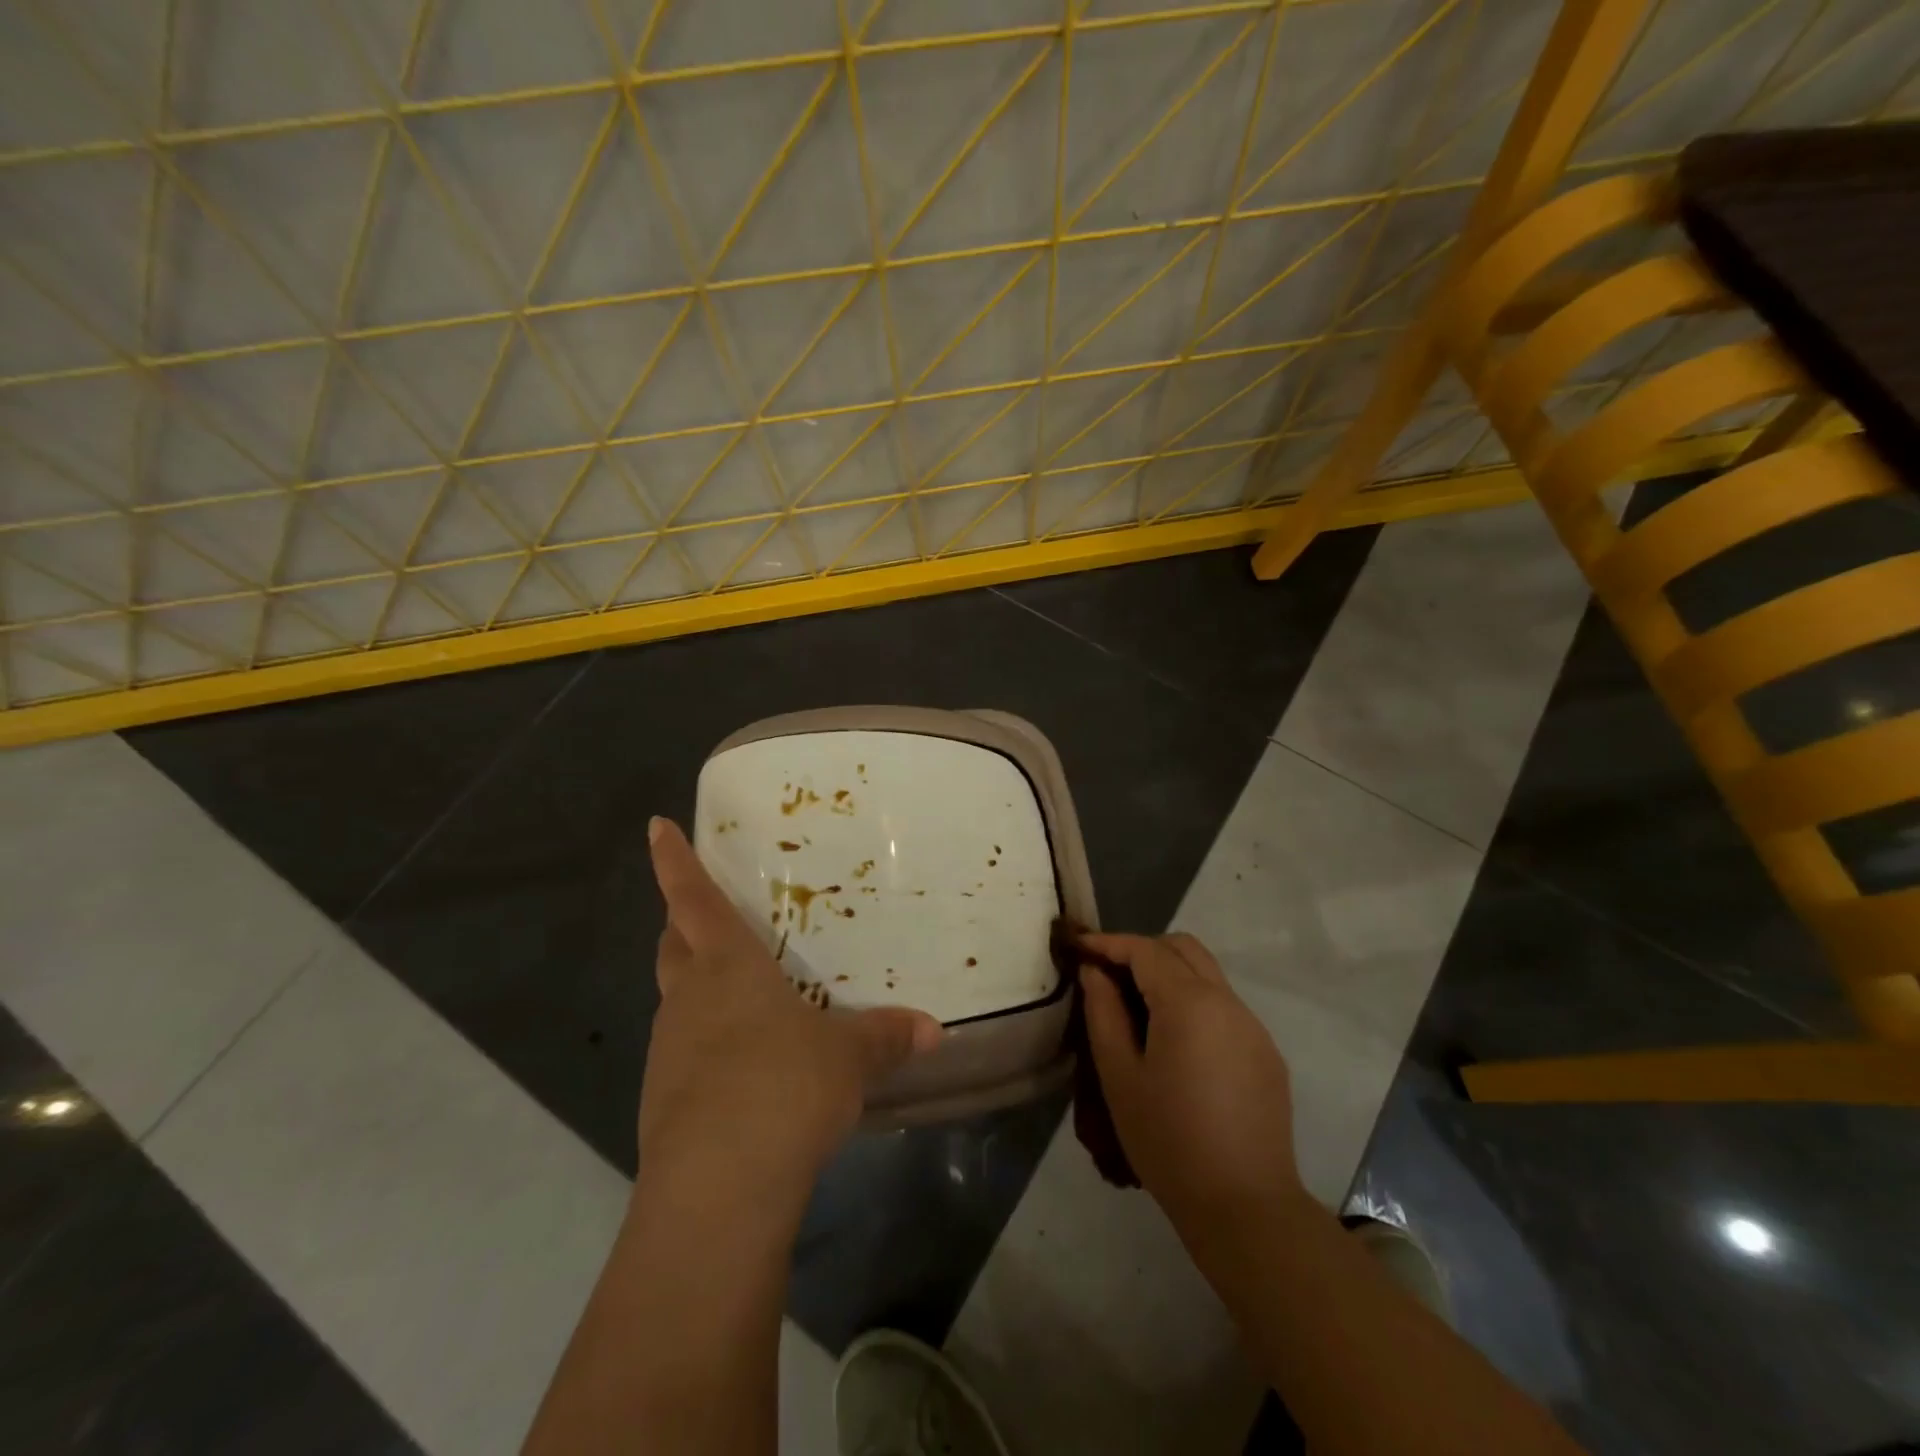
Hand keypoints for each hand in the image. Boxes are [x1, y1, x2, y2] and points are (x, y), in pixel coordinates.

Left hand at [638, 817, 941, 1207]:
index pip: (693, 899)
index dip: (673, 861)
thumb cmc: (784, 1087)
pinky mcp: (661, 1101)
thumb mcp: (849, 1057)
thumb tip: (933, 1030)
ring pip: (676, 1000)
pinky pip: (682, 1053)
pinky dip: (704, 1045)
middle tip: (705, 917)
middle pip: (673, 946)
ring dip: (695, 988)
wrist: (718, 1187)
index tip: (656, 827)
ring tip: (737, 996)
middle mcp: (689, 998)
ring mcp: (668, 1050)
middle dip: (681, 924)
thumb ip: (887, 1036)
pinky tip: (740, 1069)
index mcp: (726, 967)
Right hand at [1079, 932, 1304, 1235]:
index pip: (1145, 949)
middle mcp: (1227, 1001)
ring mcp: (1253, 1027)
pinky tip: (1176, 1044)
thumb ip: (1103, 1011)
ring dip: (1170, 975)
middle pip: (1183, 948)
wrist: (1245, 1207)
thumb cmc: (1168, 1140)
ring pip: (1207, 974)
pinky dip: (1194, 1003)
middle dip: (1142, 950)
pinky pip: (1225, 1007)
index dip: (1108, 942)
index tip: (1079, 947)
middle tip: (1108, 975)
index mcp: (1189, 1002)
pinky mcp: (1266, 1053)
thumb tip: (1095, 972)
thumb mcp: (1119, 1075)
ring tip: (1138, 1008)